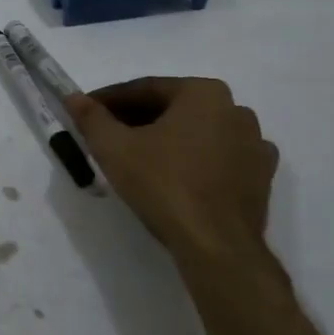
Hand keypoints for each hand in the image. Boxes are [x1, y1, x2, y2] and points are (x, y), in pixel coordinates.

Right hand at [65, 78, 278, 264]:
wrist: (216, 245)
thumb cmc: (163, 185)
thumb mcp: (114, 148)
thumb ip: (91, 117)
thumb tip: (73, 97)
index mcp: (203, 93)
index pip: (145, 89)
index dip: (109, 100)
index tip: (86, 111)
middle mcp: (235, 109)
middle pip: (173, 108)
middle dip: (137, 119)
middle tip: (105, 135)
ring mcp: (254, 144)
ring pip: (197, 132)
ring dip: (166, 138)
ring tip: (136, 157)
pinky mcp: (260, 175)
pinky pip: (218, 157)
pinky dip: (193, 159)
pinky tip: (174, 175)